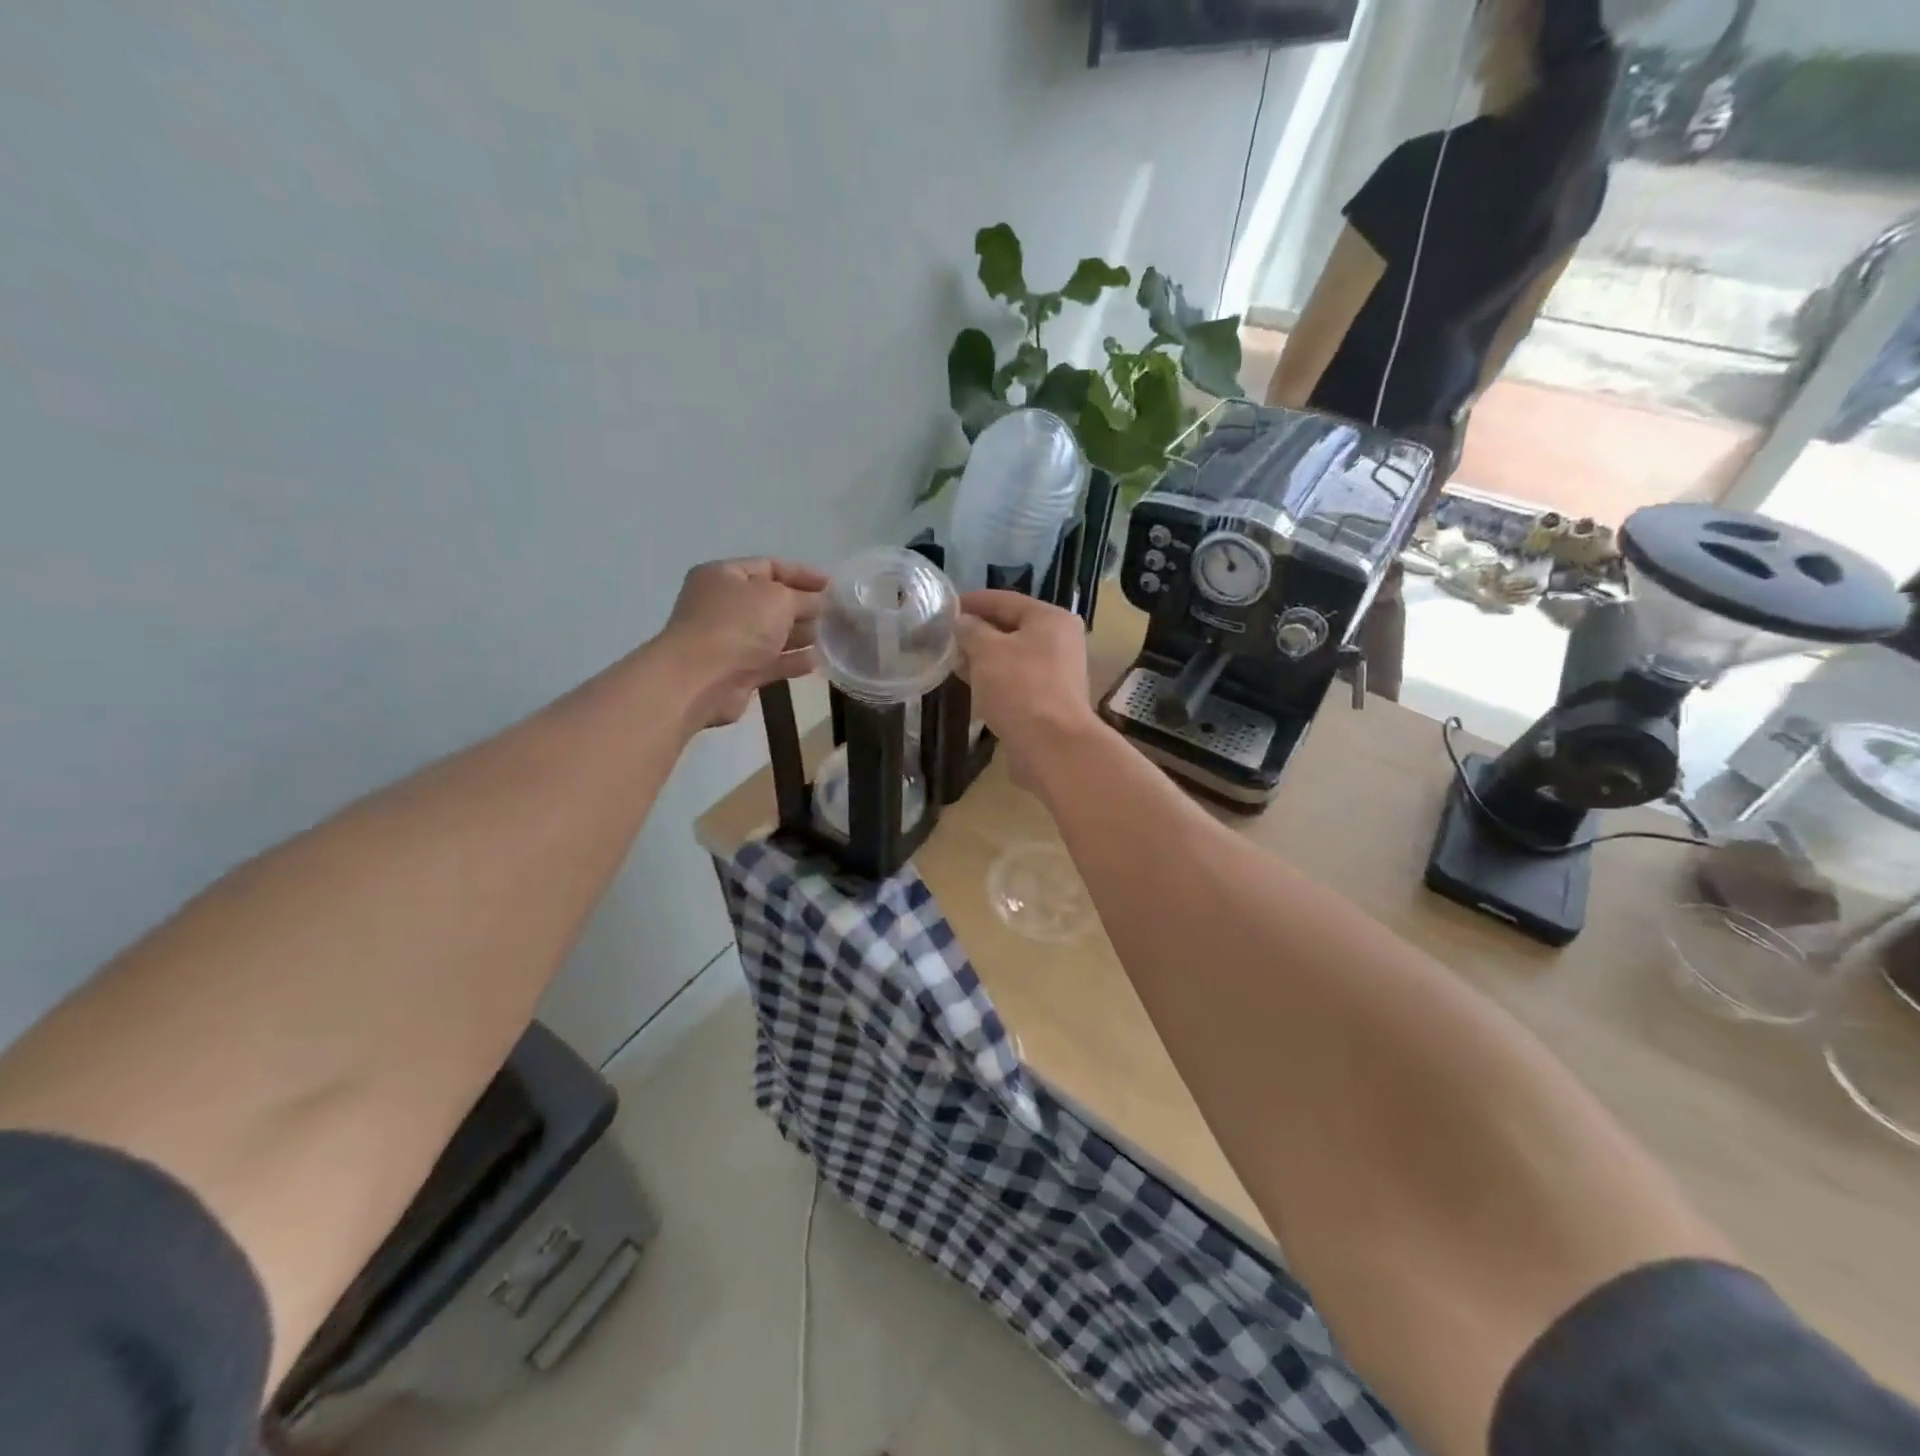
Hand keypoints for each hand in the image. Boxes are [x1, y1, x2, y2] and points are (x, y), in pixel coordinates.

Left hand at [656, 558, 827, 726]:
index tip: (834, 586)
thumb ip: (805, 598)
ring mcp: (730, 640)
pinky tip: (821, 661)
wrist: (700, 680)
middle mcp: (724, 605)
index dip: (803, 574)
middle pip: (772, 602)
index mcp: (724, 576)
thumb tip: (823, 602)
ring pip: (774, 634)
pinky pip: (772, 662)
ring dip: (803, 635)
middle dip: (806, 607)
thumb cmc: (737, 626)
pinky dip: (794, 660)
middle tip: (840, 614)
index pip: (769, 567)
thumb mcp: (778, 599)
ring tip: (837, 637)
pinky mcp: (738, 672)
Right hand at [955, 590, 1101, 791]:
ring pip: (1012, 656)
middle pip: (1011, 628)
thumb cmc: (1020, 688)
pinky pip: (1016, 680)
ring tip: (952, 660)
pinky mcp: (1049, 700)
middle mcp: (1060, 641)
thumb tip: (961, 622)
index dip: (973, 602)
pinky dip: (994, 679)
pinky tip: (972, 685)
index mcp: (1050, 619)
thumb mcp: (986, 651)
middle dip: (977, 632)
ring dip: (984, 657)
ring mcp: (1057, 672)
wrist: (1051, 746)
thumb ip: (970, 630)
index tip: (944, 607)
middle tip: (944, 635)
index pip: (1005, 600)